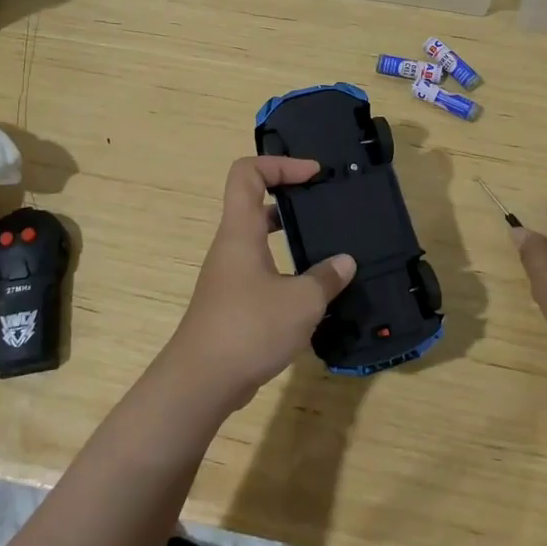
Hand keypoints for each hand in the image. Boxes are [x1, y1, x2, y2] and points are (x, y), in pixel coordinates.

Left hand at [162, 157, 356, 412]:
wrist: (201, 381)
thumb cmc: (249, 328)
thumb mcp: (301, 302)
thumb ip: (326, 278)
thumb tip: (345, 262)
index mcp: (241, 231)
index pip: (247, 173)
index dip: (279, 164)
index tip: (313, 175)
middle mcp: (231, 246)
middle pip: (255, 203)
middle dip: (291, 198)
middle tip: (325, 207)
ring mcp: (230, 275)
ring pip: (260, 240)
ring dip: (290, 237)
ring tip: (327, 246)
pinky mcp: (233, 302)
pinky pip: (262, 270)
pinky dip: (286, 270)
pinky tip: (313, 292)